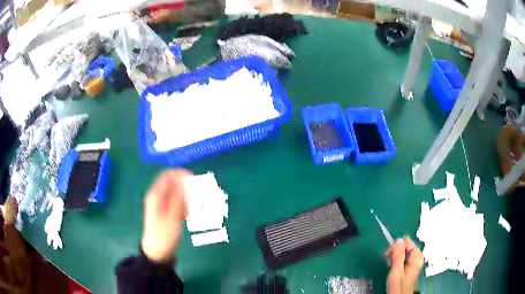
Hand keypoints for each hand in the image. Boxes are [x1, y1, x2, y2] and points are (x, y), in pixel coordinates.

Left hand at [141, 169, 191, 262]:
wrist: (158, 252)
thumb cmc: (164, 235)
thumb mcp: (172, 217)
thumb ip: (179, 198)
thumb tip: (186, 180)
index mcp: (156, 195)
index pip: (169, 175)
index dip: (181, 174)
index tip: (195, 181)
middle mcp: (159, 197)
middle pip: (175, 184)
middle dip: (188, 187)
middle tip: (201, 195)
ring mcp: (164, 205)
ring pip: (179, 194)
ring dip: (190, 197)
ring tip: (200, 206)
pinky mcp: (169, 213)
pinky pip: (180, 203)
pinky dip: (188, 206)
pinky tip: (194, 215)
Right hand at [384, 236, 423, 293]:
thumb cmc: (399, 286)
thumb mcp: (397, 271)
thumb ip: (398, 255)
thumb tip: (398, 240)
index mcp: (417, 255)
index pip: (406, 241)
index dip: (395, 247)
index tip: (387, 256)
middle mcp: (418, 255)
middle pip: (405, 245)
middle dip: (395, 252)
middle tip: (389, 262)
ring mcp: (415, 260)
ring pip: (403, 251)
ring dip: (395, 257)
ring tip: (391, 266)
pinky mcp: (411, 264)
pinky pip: (404, 256)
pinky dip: (397, 260)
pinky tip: (394, 267)